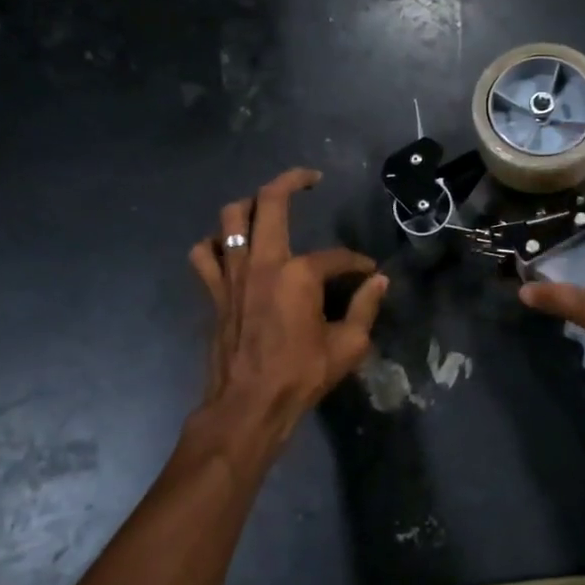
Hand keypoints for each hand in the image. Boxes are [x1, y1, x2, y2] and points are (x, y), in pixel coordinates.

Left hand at [188, 168, 388, 453]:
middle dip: (292, 181)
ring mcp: (232, 274)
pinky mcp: (214, 291)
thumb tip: (379, 282)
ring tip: (267, 208)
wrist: (248, 406)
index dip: (356, 262)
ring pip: (230, 217)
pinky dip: (215, 243)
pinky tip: (230, 248)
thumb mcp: (349, 345)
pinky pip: (205, 254)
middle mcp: (263, 262)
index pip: (336, 256)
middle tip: (310, 179)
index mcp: (299, 274)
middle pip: (271, 202)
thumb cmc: (301, 376)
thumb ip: (366, 307)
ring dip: (249, 205)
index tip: (368, 273)